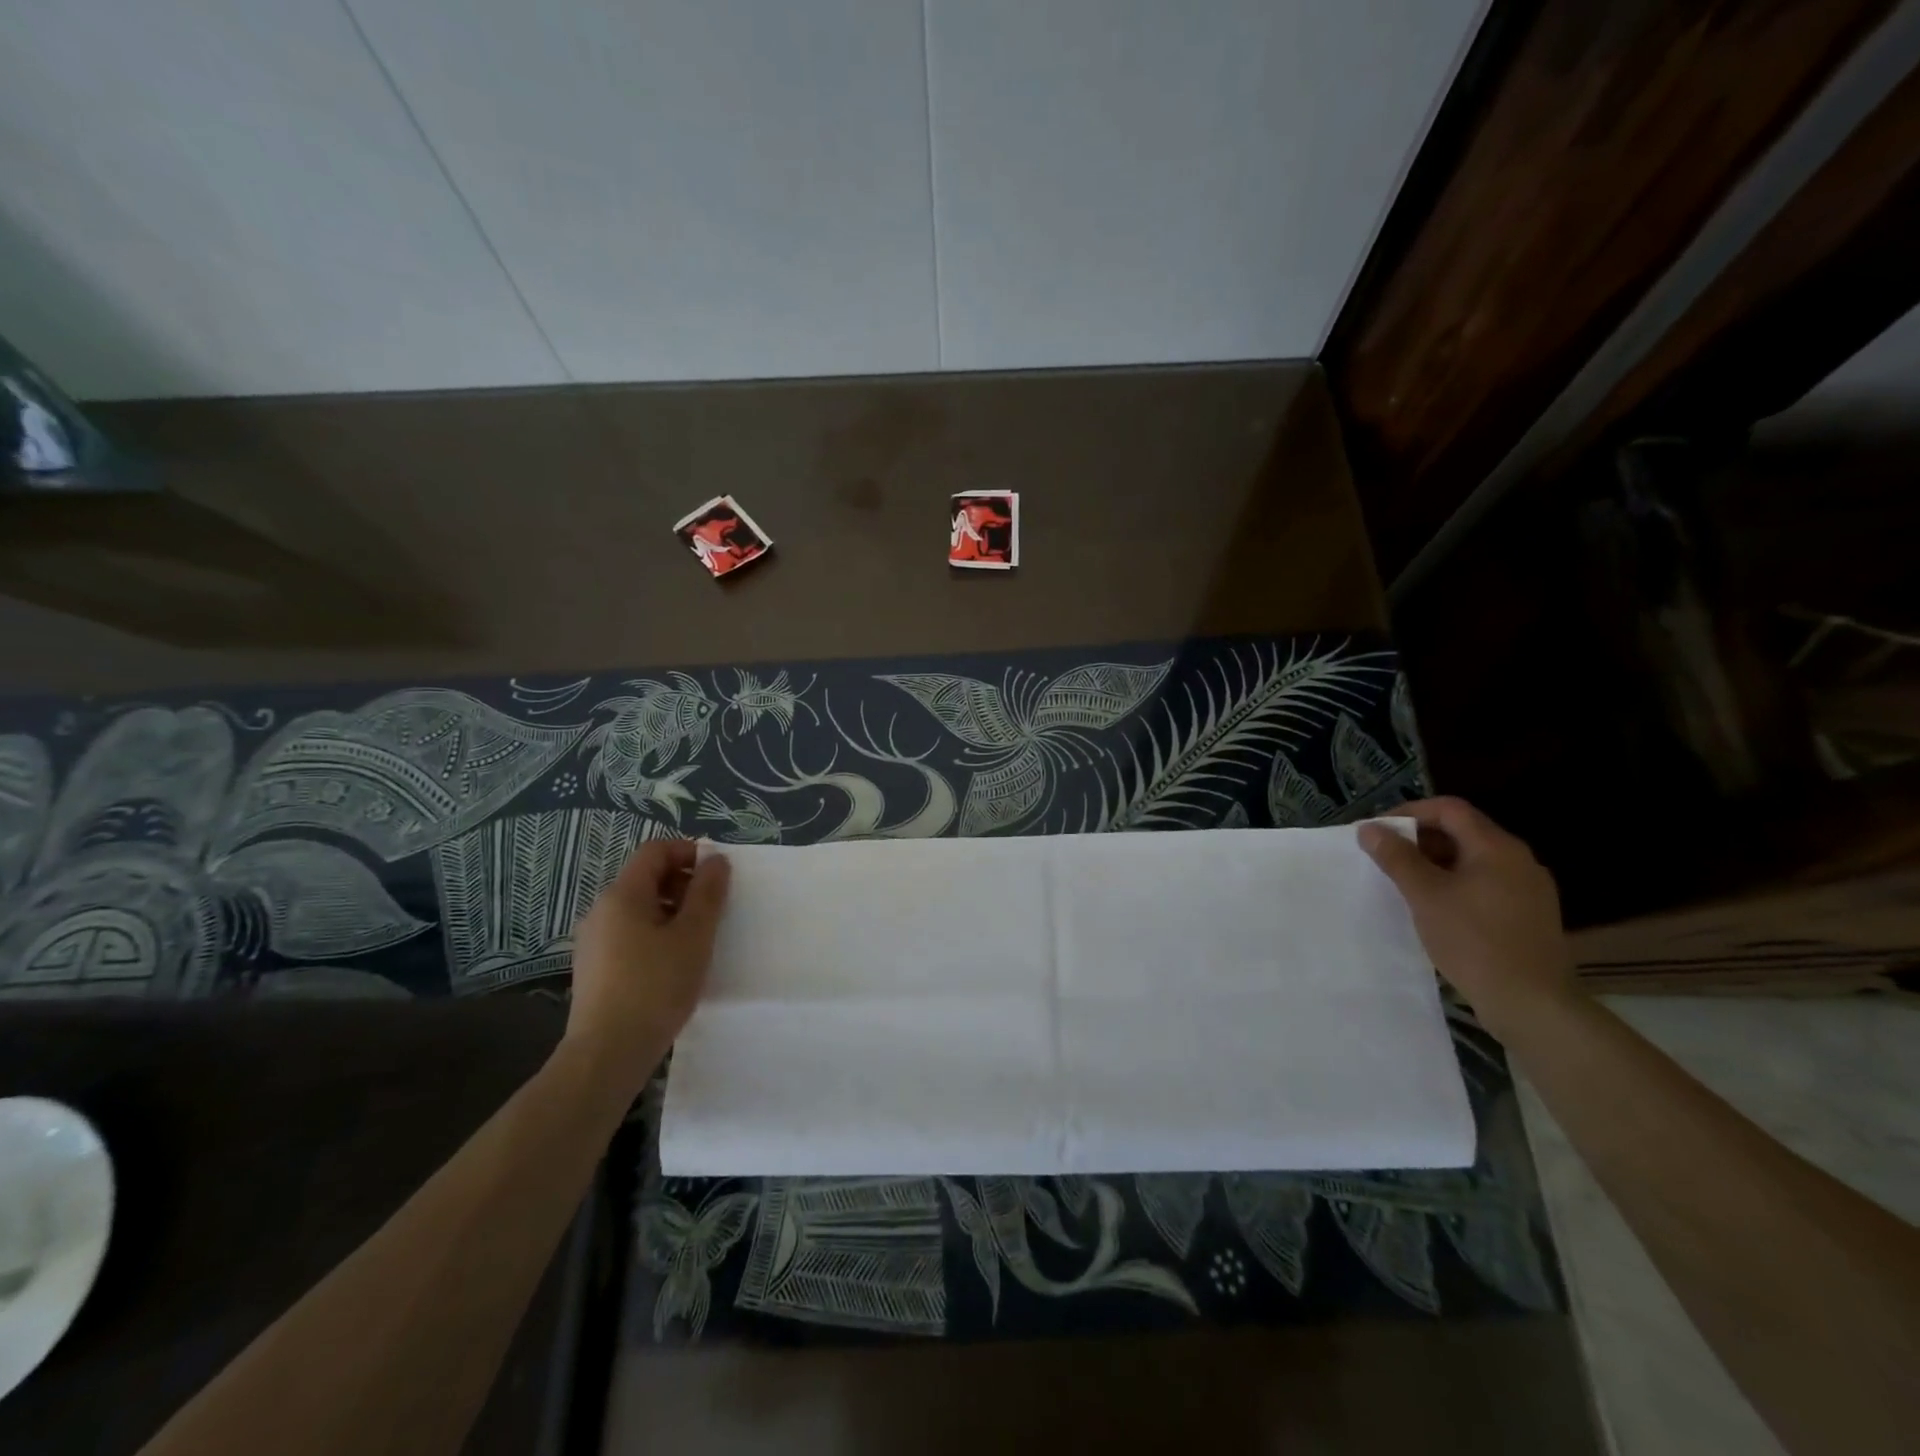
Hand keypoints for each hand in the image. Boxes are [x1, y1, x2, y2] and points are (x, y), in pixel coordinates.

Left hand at [561, 840, 730, 1092]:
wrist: (607, 1053)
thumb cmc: (656, 986)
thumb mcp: (693, 935)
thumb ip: (707, 892)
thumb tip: (715, 859)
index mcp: (622, 895)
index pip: (655, 851)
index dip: (689, 852)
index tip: (717, 875)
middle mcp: (601, 909)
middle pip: (646, 878)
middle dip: (684, 883)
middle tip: (714, 908)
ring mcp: (593, 940)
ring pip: (639, 908)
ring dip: (672, 911)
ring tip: (699, 938)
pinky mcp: (594, 967)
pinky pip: (629, 933)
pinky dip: (655, 934)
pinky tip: (674, 963)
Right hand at [1358, 798, 1579, 1040]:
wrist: (1531, 1003)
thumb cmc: (1473, 940)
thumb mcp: (1425, 895)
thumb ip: (1396, 857)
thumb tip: (1370, 829)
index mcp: (1496, 847)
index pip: (1448, 809)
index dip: (1409, 813)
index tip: (1378, 832)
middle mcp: (1518, 860)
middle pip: (1462, 832)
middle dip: (1419, 839)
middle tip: (1384, 857)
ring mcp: (1528, 889)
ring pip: (1472, 860)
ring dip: (1434, 863)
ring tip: (1403, 883)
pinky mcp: (1528, 915)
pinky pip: (1484, 884)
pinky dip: (1454, 884)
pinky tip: (1434, 908)